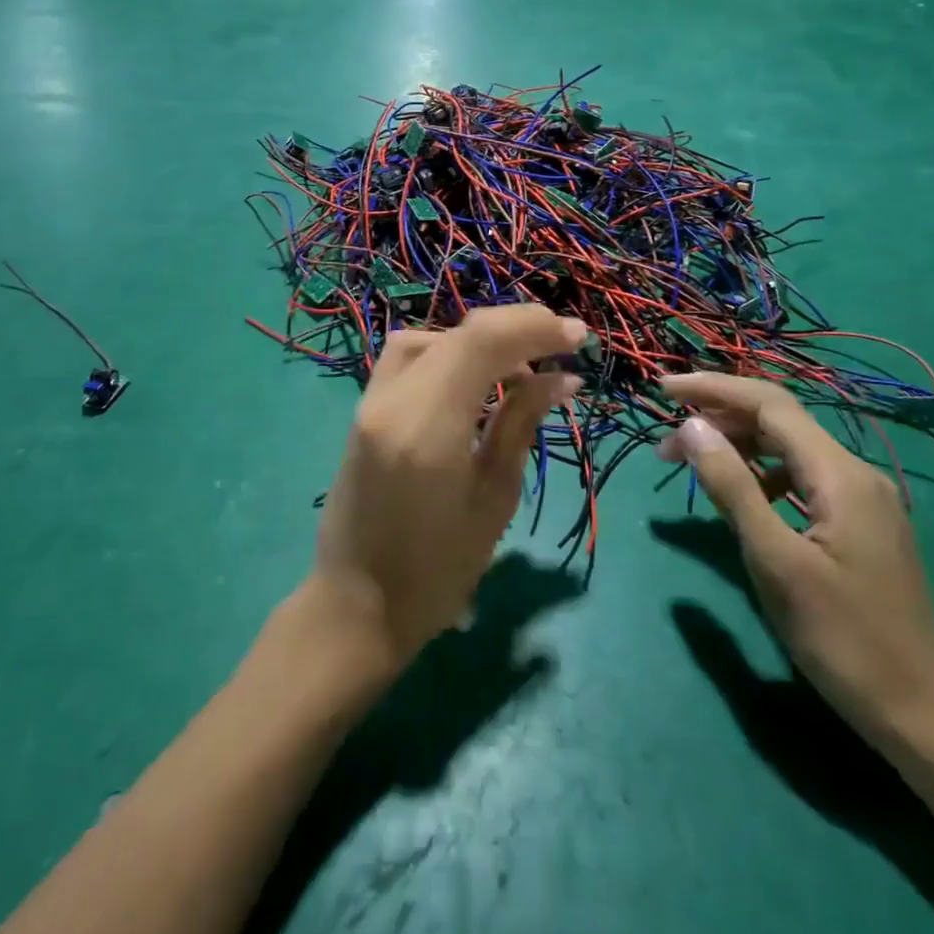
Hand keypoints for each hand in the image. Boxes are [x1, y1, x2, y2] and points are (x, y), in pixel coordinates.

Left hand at [311, 305, 584, 667]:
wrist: (355, 606)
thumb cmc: (437, 570)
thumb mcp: (493, 498)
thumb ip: (520, 424)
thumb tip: (560, 378)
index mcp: (427, 426)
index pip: (481, 342)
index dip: (533, 327)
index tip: (578, 335)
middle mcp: (392, 400)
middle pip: (457, 333)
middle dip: (514, 329)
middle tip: (558, 346)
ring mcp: (370, 401)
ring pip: (429, 338)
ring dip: (478, 341)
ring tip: (518, 369)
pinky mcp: (364, 409)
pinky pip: (409, 359)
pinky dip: (448, 354)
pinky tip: (475, 382)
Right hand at [659, 373, 933, 757]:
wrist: (927, 719)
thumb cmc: (845, 640)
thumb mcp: (776, 562)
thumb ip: (732, 487)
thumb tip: (691, 426)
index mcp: (840, 474)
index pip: (769, 404)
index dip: (712, 388)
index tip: (662, 389)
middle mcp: (855, 473)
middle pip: (779, 421)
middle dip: (720, 418)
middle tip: (666, 444)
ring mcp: (862, 500)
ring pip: (790, 449)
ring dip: (738, 446)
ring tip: (692, 466)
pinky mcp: (860, 525)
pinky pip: (801, 478)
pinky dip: (762, 474)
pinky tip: (742, 498)